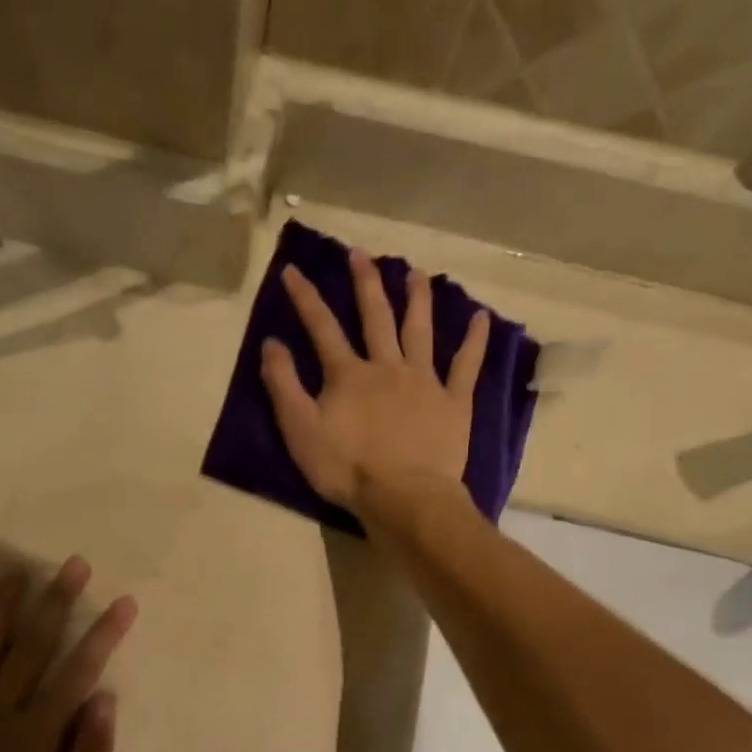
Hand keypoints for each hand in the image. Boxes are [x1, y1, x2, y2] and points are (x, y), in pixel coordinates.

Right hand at [259, 248, 487, 516]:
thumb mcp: (300, 429)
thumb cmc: (346, 468)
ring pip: (420, 330)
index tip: (294, 269)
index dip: (306, 297)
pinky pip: (466, 365)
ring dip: (417, 298)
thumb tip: (271, 342)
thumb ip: (283, 384)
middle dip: (366, 283)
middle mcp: (387, 366)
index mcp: (348, 374)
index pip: (321, 326)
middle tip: (361, 254)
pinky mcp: (453, 402)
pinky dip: (474, 341)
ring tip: (416, 273)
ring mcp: (424, 381)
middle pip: (375, 316)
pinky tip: (480, 317)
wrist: (403, 497)